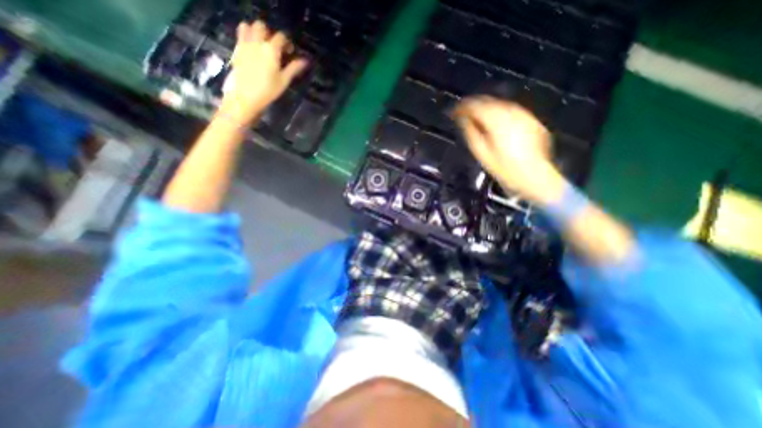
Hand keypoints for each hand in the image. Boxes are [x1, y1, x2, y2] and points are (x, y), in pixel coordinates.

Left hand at [217, 21, 304, 126]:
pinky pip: (240, 35)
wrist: (244, 96)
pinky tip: (253, 50)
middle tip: (275, 47)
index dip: (287, 42)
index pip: (280, 36)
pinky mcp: (236, 50)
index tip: (290, 52)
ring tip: (262, 45)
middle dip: (270, 33)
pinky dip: (247, 37)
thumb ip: (293, 68)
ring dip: (256, 32)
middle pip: (262, 26)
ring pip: (248, 26)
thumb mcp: (284, 81)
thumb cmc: (268, 91)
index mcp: (271, 50)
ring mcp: (244, 44)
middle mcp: (257, 42)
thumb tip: (305, 61)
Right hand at [454, 95, 561, 205]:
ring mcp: (524, 115)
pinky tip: (497, 121)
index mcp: (496, 121)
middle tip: (464, 112)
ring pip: (501, 104)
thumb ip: (471, 133)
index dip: (463, 108)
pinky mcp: (532, 121)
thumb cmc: (504, 168)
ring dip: (488, 107)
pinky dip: (501, 113)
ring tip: (478, 116)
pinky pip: (512, 111)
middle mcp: (511, 113)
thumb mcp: (482, 153)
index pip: (476, 107)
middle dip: (475, 105)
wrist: (534, 176)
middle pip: (489, 102)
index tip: (455, 112)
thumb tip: (463, 120)